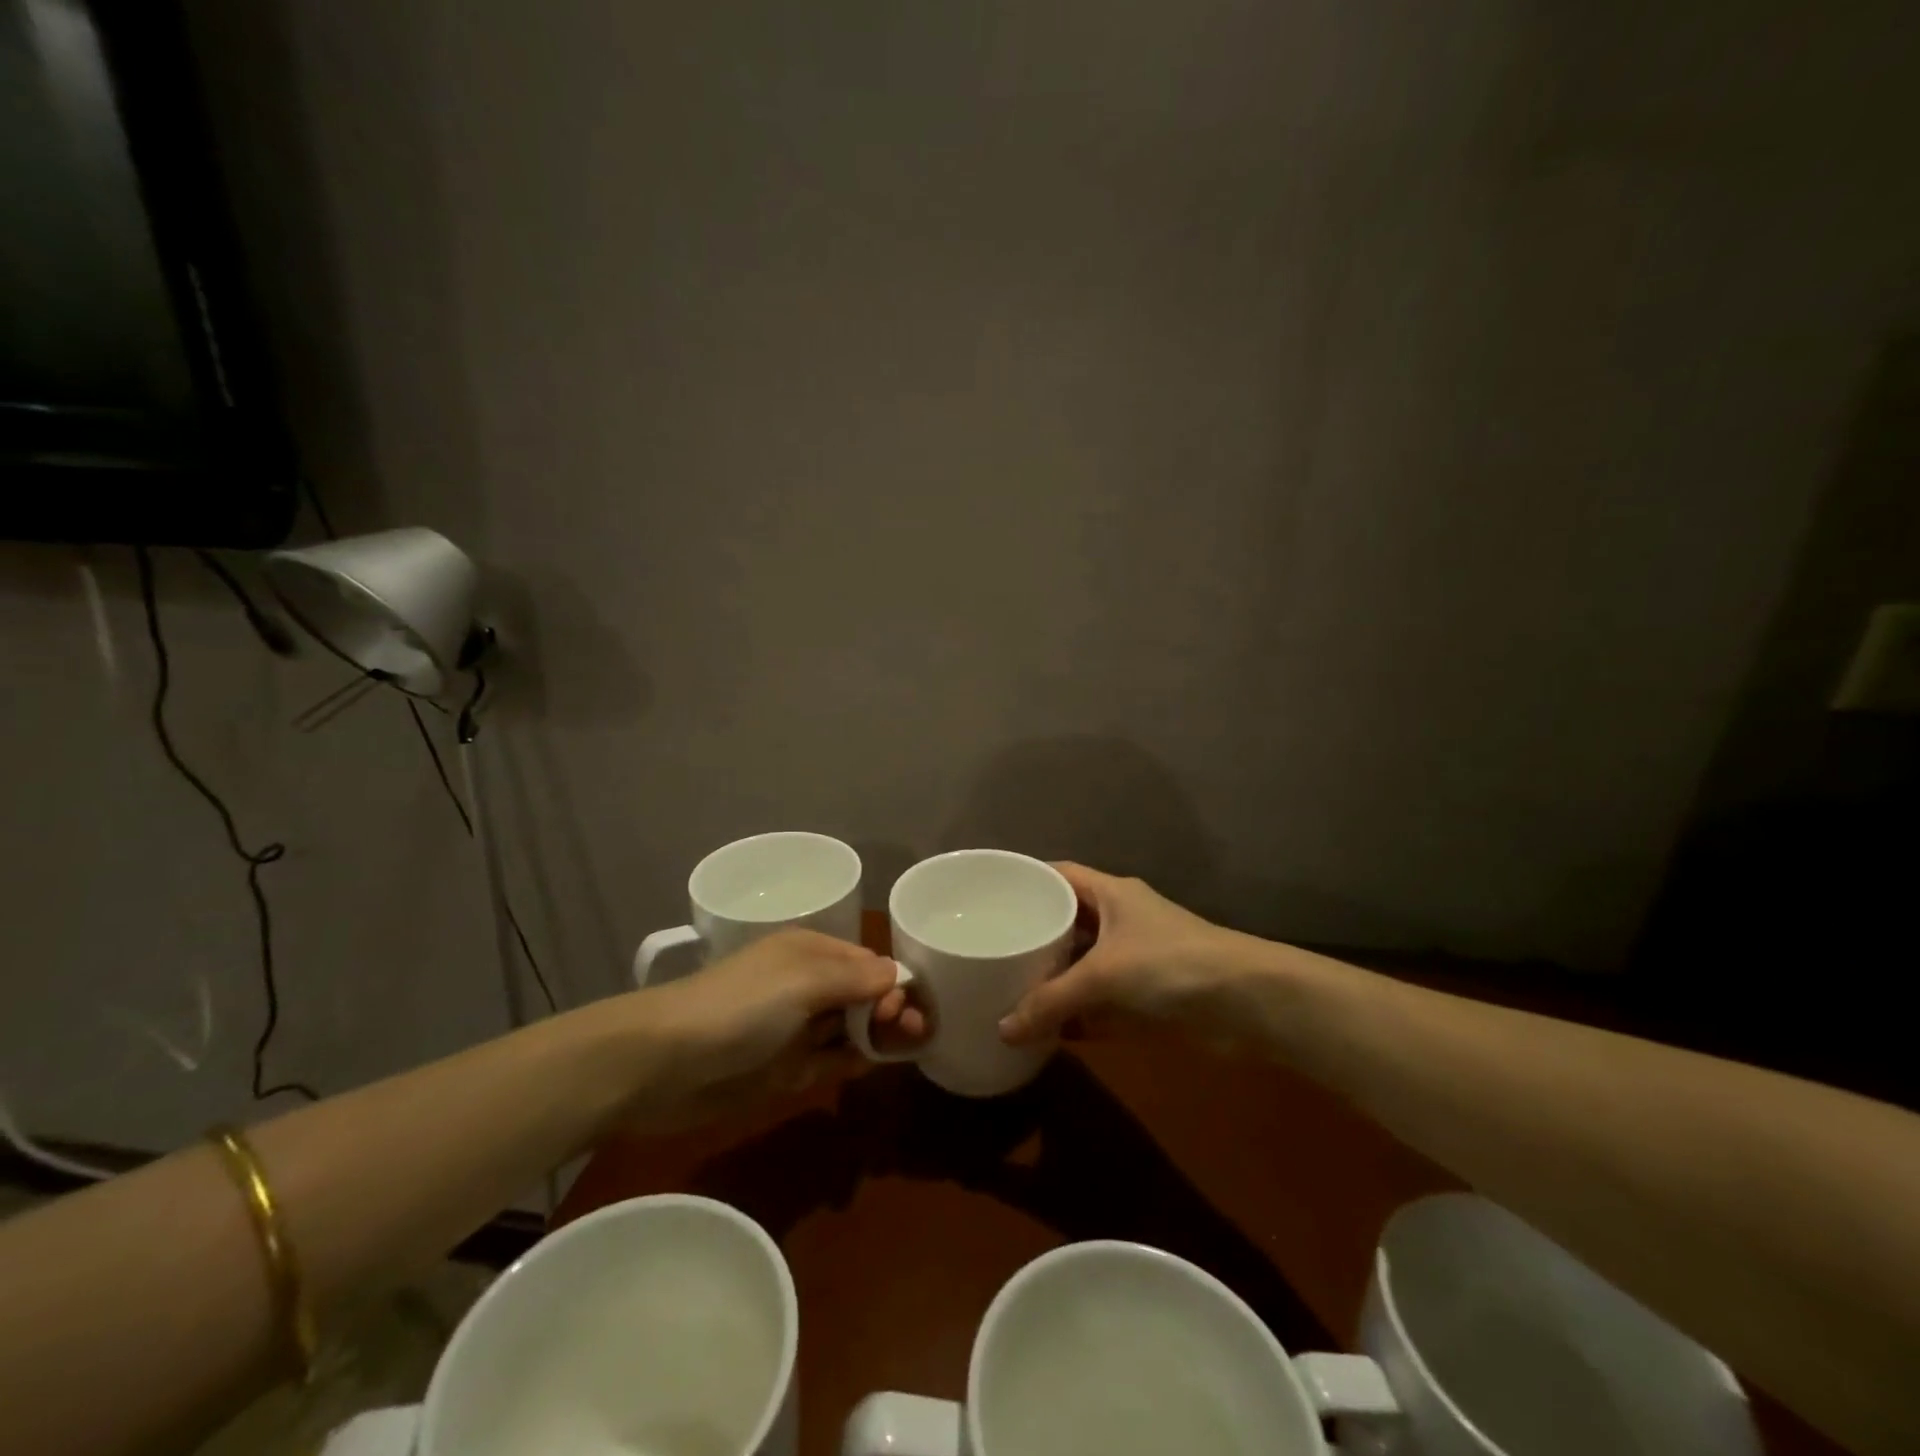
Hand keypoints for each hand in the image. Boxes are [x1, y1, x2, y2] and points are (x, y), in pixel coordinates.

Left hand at [626, 930, 924, 1129]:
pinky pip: (829, 1061)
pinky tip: (871, 1065)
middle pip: (862, 995)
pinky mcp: (784, 1069)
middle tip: (918, 1031)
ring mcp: (794, 1029)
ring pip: (849, 1028)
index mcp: (809, 953)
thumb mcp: (802, 981)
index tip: (906, 1007)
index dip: (892, 981)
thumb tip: (897, 975)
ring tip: (910, 1047)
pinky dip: (852, 1061)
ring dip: (878, 1035)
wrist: (664, 1063)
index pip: (866, 962)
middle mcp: (805, 986)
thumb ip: (855, 979)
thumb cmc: (741, 1007)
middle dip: (891, 1008)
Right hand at [998, 863, 1266, 1049]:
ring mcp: (1136, 961)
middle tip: (991, 949)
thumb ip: (1051, 1002)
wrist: (1248, 1004)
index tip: (991, 895)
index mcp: (1112, 894)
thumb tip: (1001, 1030)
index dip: (1029, 879)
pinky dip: (1078, 1017)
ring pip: (1083, 966)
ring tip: (1007, 990)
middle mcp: (1121, 922)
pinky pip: (1101, 1004)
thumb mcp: (1103, 975)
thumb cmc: (1170, 964)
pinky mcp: (1147, 1000)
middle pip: (1068, 922)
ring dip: (1055, 981)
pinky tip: (1046, 1032)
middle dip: (1034, 937)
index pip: (1060, 874)